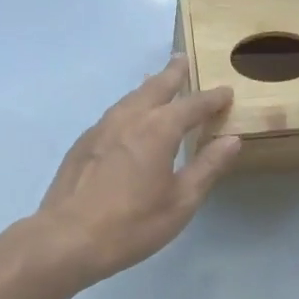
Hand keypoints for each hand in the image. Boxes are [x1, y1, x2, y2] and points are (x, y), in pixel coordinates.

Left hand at [32, 56, 240, 290]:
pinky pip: (113, 112)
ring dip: (148, 86)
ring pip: (130, 97)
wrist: (67, 238)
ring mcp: (101, 128)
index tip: (226, 91)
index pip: (192, 105)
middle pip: (155, 87)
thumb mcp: (181, 202)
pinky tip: (128, 117)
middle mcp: (129, 118)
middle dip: (172, 74)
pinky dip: (129, 105)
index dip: (212, 98)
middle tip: (182, 60)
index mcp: (158, 129)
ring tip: (157, 81)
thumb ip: (207, 167)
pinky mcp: (83, 142)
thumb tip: (232, 139)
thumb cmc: (132, 224)